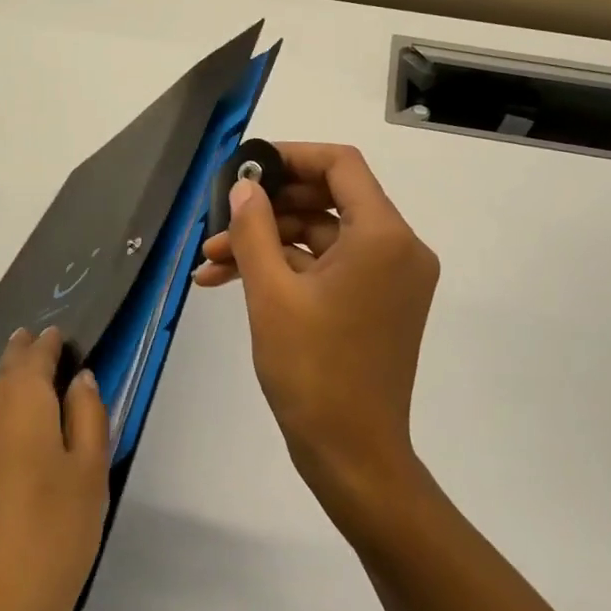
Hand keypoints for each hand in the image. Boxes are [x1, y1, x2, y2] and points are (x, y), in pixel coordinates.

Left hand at [0, 326, 109, 610]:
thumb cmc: (47, 548)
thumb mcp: (90, 479)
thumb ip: (89, 416)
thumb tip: (78, 379)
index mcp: (14, 401)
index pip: (30, 354)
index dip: (44, 345)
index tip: (52, 339)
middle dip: (19, 394)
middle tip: (42, 421)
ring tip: (8, 481)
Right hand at [194, 143, 438, 535]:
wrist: (353, 454)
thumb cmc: (312, 371)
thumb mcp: (271, 293)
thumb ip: (254, 229)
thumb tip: (244, 187)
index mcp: (383, 236)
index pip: (340, 165)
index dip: (291, 156)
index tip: (246, 167)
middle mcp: (399, 248)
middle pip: (330, 200)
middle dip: (268, 210)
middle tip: (218, 223)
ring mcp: (392, 278)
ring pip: (324, 238)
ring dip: (269, 244)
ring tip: (210, 263)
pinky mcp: (380, 304)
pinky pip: (331, 269)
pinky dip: (289, 270)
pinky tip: (234, 282)